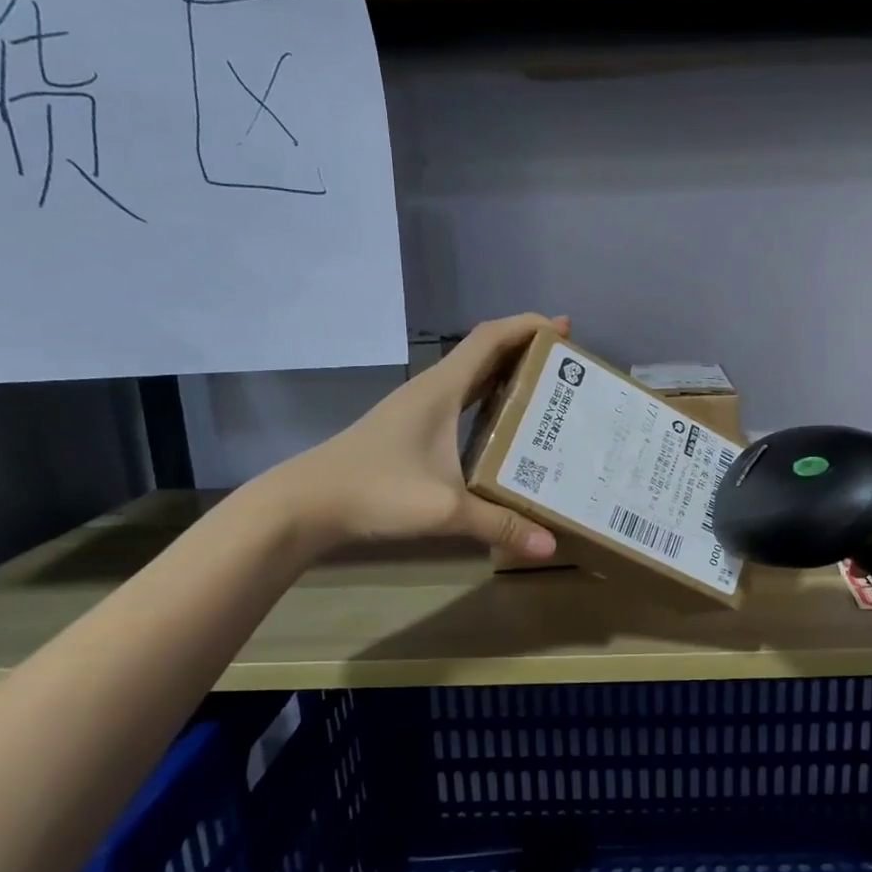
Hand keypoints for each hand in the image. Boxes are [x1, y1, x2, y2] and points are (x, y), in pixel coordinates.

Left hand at [253, 313, 567, 561]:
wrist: (305, 504)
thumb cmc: (375, 491)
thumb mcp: (443, 509)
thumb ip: (498, 525)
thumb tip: (549, 545)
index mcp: (441, 389)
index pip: (490, 339)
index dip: (527, 326)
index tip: (563, 329)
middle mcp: (431, 390)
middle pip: (484, 353)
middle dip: (526, 351)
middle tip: (566, 366)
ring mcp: (417, 410)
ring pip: (471, 379)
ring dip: (507, 377)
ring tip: (546, 393)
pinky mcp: (410, 431)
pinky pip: (460, 403)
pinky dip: (487, 403)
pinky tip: (503, 429)